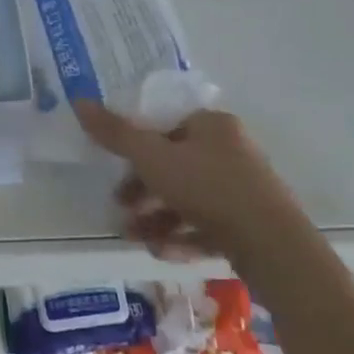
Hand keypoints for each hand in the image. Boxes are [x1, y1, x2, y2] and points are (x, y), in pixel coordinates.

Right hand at [75, 102, 296, 264]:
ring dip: (157, 218)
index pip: (166, 127)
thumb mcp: (152, 158)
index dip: (137, 148)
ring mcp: (245, 190)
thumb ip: (115, 133)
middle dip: (143, 190)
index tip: (117, 170)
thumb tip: (79, 101)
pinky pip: (208, 226)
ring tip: (134, 238)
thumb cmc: (209, 188)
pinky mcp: (251, 225)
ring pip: (189, 200)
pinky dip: (182, 237)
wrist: (275, 248)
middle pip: (175, 165)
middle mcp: (231, 151)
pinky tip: (161, 253)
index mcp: (212, 125)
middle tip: (121, 207)